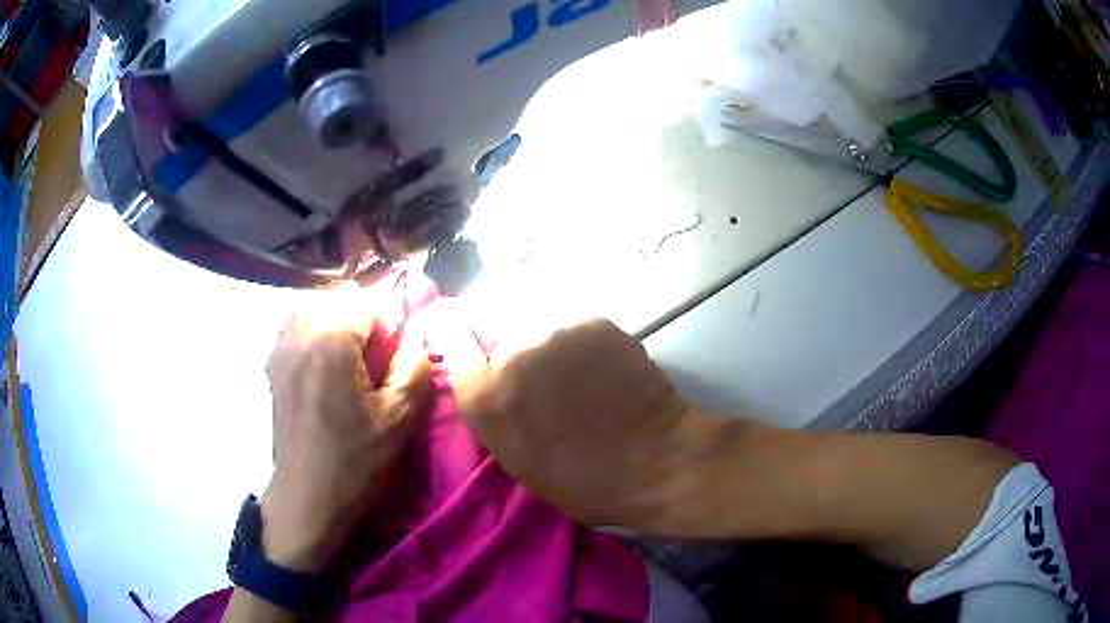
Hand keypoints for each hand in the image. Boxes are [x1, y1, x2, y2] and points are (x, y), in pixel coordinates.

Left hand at [261, 287, 431, 571]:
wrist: (307, 495)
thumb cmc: (355, 459)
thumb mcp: (399, 417)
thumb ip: (414, 365)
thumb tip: (416, 334)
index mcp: (331, 339)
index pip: (369, 302)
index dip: (388, 326)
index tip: (392, 361)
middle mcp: (300, 331)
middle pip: (340, 300)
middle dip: (362, 322)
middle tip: (372, 363)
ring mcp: (280, 346)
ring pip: (316, 309)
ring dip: (337, 325)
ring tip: (348, 366)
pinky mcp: (272, 364)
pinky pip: (297, 328)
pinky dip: (315, 335)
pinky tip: (323, 371)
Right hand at [435, 308, 717, 532]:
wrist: (657, 461)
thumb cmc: (586, 482)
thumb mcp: (522, 464)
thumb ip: (498, 417)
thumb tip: (494, 386)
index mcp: (488, 399)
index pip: (455, 345)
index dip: (458, 338)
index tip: (462, 333)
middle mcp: (513, 355)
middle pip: (503, 342)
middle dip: (519, 361)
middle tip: (551, 389)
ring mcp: (557, 334)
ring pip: (544, 335)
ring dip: (555, 355)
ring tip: (584, 383)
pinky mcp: (595, 323)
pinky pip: (579, 333)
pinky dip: (587, 350)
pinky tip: (608, 375)